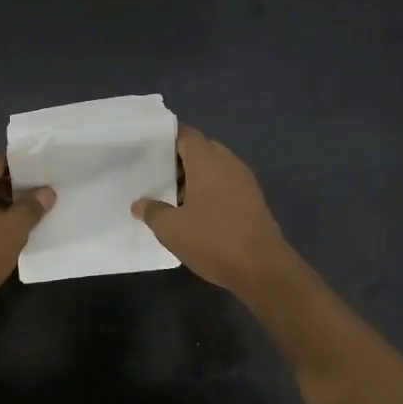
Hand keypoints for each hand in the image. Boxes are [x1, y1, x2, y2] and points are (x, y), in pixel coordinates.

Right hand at [133, 128, 304, 302]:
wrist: (262, 268)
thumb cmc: (213, 240)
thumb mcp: (172, 229)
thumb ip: (152, 212)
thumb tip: (139, 204)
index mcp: (208, 161)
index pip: (186, 135)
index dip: (166, 138)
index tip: (147, 149)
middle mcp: (229, 164)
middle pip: (201, 150)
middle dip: (178, 161)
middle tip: (155, 176)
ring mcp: (245, 182)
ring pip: (214, 169)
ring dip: (194, 179)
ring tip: (171, 198)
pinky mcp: (253, 201)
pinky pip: (225, 185)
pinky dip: (209, 192)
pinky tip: (195, 214)